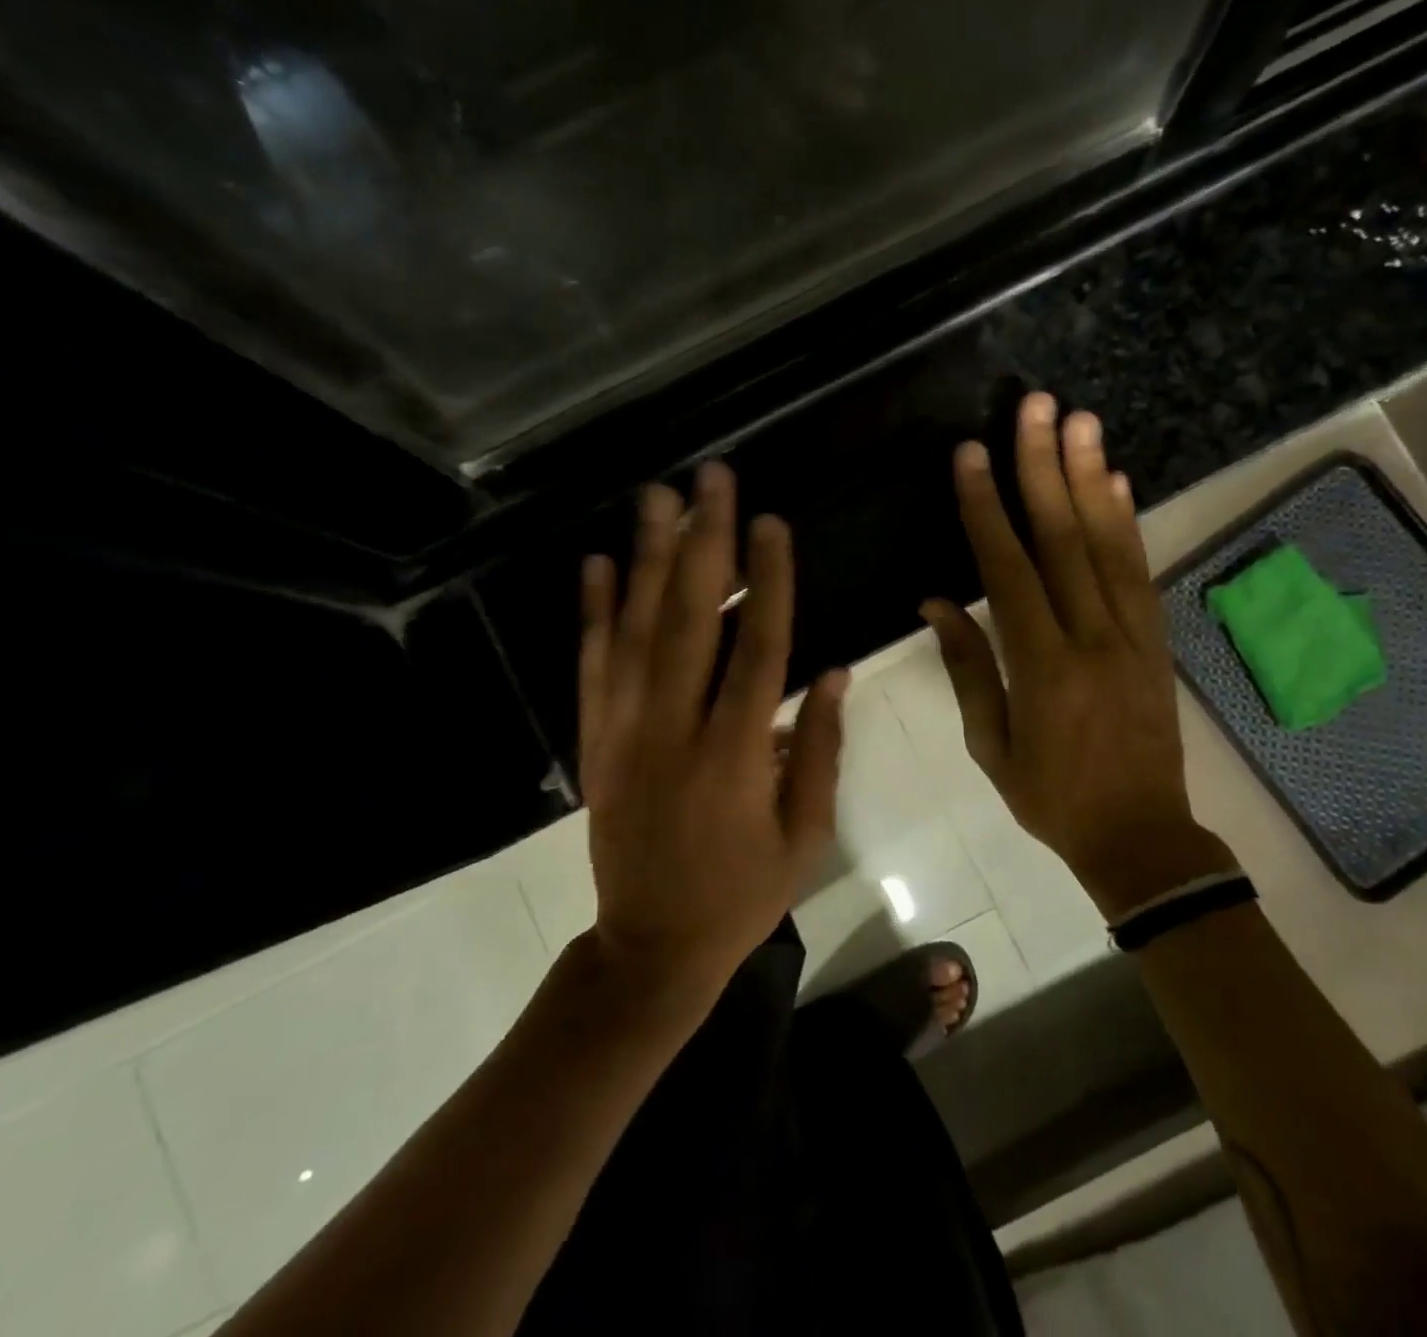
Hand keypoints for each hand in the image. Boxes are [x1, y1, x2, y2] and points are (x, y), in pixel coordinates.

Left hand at [579, 462, 847, 993]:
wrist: (650, 948)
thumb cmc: (741, 894)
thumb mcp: (804, 834)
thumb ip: (818, 747)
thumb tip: (833, 671)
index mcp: (734, 756)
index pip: (758, 649)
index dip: (768, 582)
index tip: (772, 522)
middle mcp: (673, 730)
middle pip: (691, 619)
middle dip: (703, 541)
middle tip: (710, 478)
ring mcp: (625, 732)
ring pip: (636, 630)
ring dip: (648, 558)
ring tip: (657, 497)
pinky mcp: (595, 741)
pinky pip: (592, 666)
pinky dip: (593, 612)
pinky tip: (598, 563)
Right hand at [923, 392, 1235, 917]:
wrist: (1141, 836)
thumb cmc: (1051, 797)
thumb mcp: (991, 745)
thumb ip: (968, 668)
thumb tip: (936, 602)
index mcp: (1043, 667)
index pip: (1008, 571)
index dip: (986, 510)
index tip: (971, 456)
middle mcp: (1092, 637)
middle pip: (1065, 539)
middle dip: (1044, 468)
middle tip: (1037, 407)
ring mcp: (1133, 634)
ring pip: (1109, 544)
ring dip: (1092, 477)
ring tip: (1079, 421)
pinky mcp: (1157, 640)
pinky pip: (1140, 572)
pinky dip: (1127, 522)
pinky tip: (1116, 481)